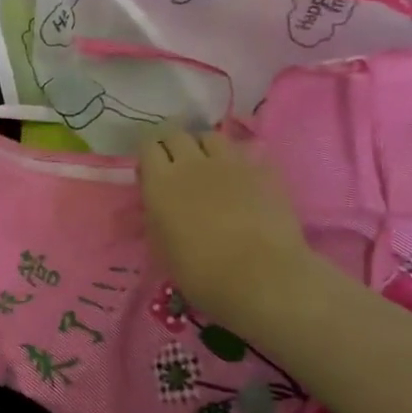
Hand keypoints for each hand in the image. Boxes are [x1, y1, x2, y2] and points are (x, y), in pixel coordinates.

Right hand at [137, 129, 318, 324]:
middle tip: (179, 167)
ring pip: (212, 137)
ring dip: (206, 148)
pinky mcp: (263, 171)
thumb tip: (158, 205)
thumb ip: (156, 217)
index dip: (150, 155)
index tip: (151, 171)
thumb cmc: (201, 273)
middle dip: (175, 146)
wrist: (261, 278)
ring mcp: (230, 163)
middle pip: (177, 134)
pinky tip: (245, 180)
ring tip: (211, 167)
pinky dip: (241, 163)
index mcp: (160, 182)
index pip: (148, 146)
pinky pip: (247, 154)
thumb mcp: (162, 248)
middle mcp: (192, 163)